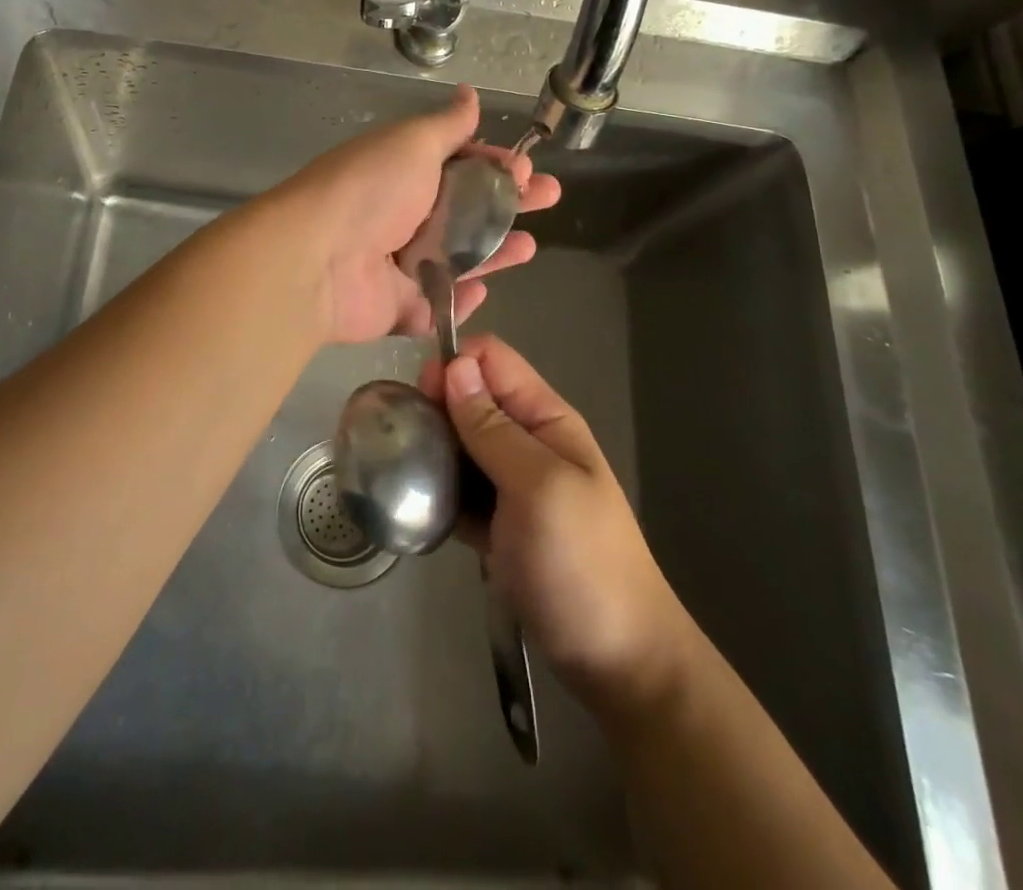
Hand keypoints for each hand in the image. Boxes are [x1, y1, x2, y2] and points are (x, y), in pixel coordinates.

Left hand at [267, 85, 558, 344]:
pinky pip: (439, 306)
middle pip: (466, 211)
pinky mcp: (400, 308)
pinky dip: (462, 301)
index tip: (524, 166)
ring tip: (529, 247)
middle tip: (548, 198)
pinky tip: (484, 291)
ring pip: (458, 260)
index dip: (493, 163)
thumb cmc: (370, 189)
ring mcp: (400, 266)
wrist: (317, 258)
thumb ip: (447, 125)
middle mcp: (403, 217)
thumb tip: (469, 93)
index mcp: (404, 173)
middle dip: (509, 204)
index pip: (458, 165)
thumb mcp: (412, 142)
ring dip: (495, 253)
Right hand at [421, 334, 698, 717]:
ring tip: (404, 473)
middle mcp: (527, 441)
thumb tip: (456, 366)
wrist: (618, 662)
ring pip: (460, 444)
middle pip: (470, 398)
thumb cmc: (581, 563)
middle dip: (436, 408)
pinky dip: (440, 493)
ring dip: (434, 451)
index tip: (424, 397)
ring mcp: (512, 484)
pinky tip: (419, 507)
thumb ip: (493, 427)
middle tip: (408, 441)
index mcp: (545, 419)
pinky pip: (460, 490)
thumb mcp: (538, 486)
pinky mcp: (497, 523)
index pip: (492, 361)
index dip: (454, 366)